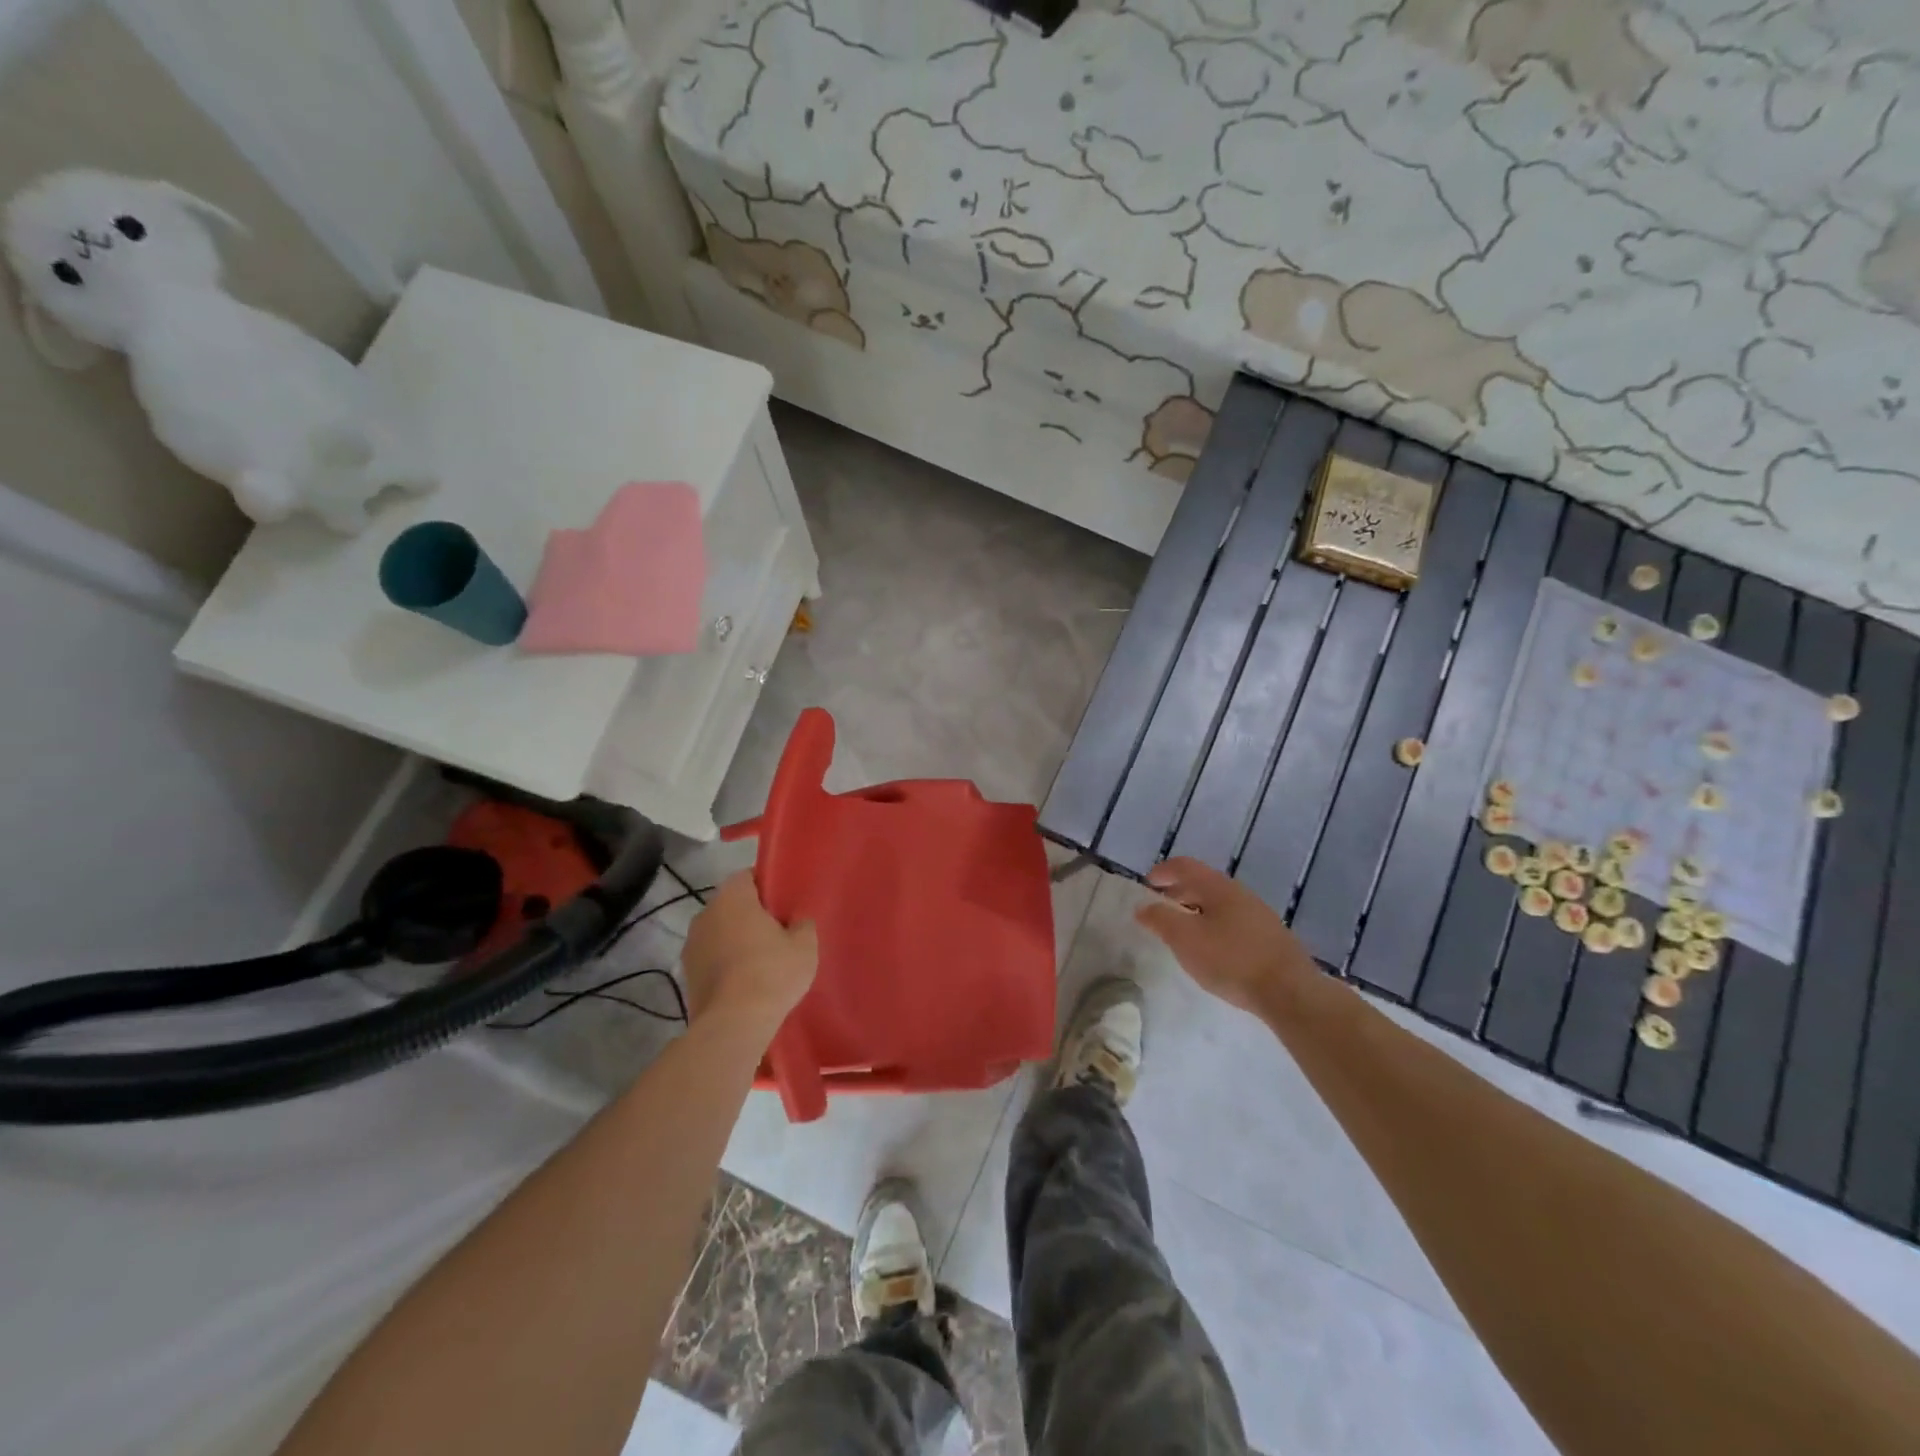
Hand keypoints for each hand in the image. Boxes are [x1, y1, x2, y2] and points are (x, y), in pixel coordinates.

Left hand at [681, 872, 817, 1037]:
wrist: (733, 1024)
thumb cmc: (771, 973)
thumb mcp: (804, 945)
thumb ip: (802, 924)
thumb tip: (796, 921)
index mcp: (732, 897)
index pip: (747, 876)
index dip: (766, 886)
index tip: (783, 902)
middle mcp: (705, 914)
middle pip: (732, 904)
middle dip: (751, 914)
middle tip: (778, 931)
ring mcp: (691, 945)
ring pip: (720, 932)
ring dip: (736, 940)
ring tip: (762, 961)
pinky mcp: (687, 974)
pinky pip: (712, 958)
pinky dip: (726, 963)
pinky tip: (745, 982)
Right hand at [1134, 857, 1316, 1013]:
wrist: (1290, 992)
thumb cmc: (1231, 960)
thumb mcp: (1185, 939)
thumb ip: (1160, 919)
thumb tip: (1143, 906)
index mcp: (1218, 887)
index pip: (1184, 866)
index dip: (1162, 871)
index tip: (1146, 885)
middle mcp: (1240, 893)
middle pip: (1203, 883)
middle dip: (1178, 892)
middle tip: (1160, 909)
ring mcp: (1259, 915)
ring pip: (1219, 904)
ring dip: (1196, 911)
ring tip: (1183, 932)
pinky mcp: (1270, 938)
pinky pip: (1233, 921)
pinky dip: (1214, 926)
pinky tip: (1213, 950)